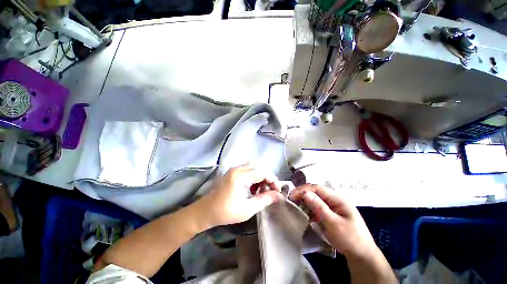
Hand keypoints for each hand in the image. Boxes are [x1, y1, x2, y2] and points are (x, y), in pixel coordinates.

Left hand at [195, 165, 282, 227]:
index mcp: (240, 176)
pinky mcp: (232, 172)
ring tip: (261, 190)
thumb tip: (279, 196)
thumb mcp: (248, 209)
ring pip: (253, 168)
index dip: (273, 180)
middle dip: (267, 178)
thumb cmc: (226, 212)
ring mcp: (234, 169)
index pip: (262, 172)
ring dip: (260, 177)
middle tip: (270, 191)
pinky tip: (252, 188)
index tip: (278, 191)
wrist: (206, 211)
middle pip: (258, 168)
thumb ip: (265, 200)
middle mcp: (237, 169)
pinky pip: (247, 170)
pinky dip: (253, 177)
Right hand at [289, 184, 377, 258]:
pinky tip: (305, 213)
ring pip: (316, 199)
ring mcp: (333, 206)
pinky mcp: (331, 213)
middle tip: (291, 199)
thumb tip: (305, 193)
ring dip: (306, 202)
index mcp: (338, 199)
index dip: (304, 190)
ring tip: (296, 205)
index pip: (318, 188)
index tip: (292, 195)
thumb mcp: (334, 223)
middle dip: (303, 194)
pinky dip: (310, 209)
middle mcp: (335, 199)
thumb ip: (319, 207)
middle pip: (316, 192)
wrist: (362, 256)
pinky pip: (318, 207)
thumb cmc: (350, 239)